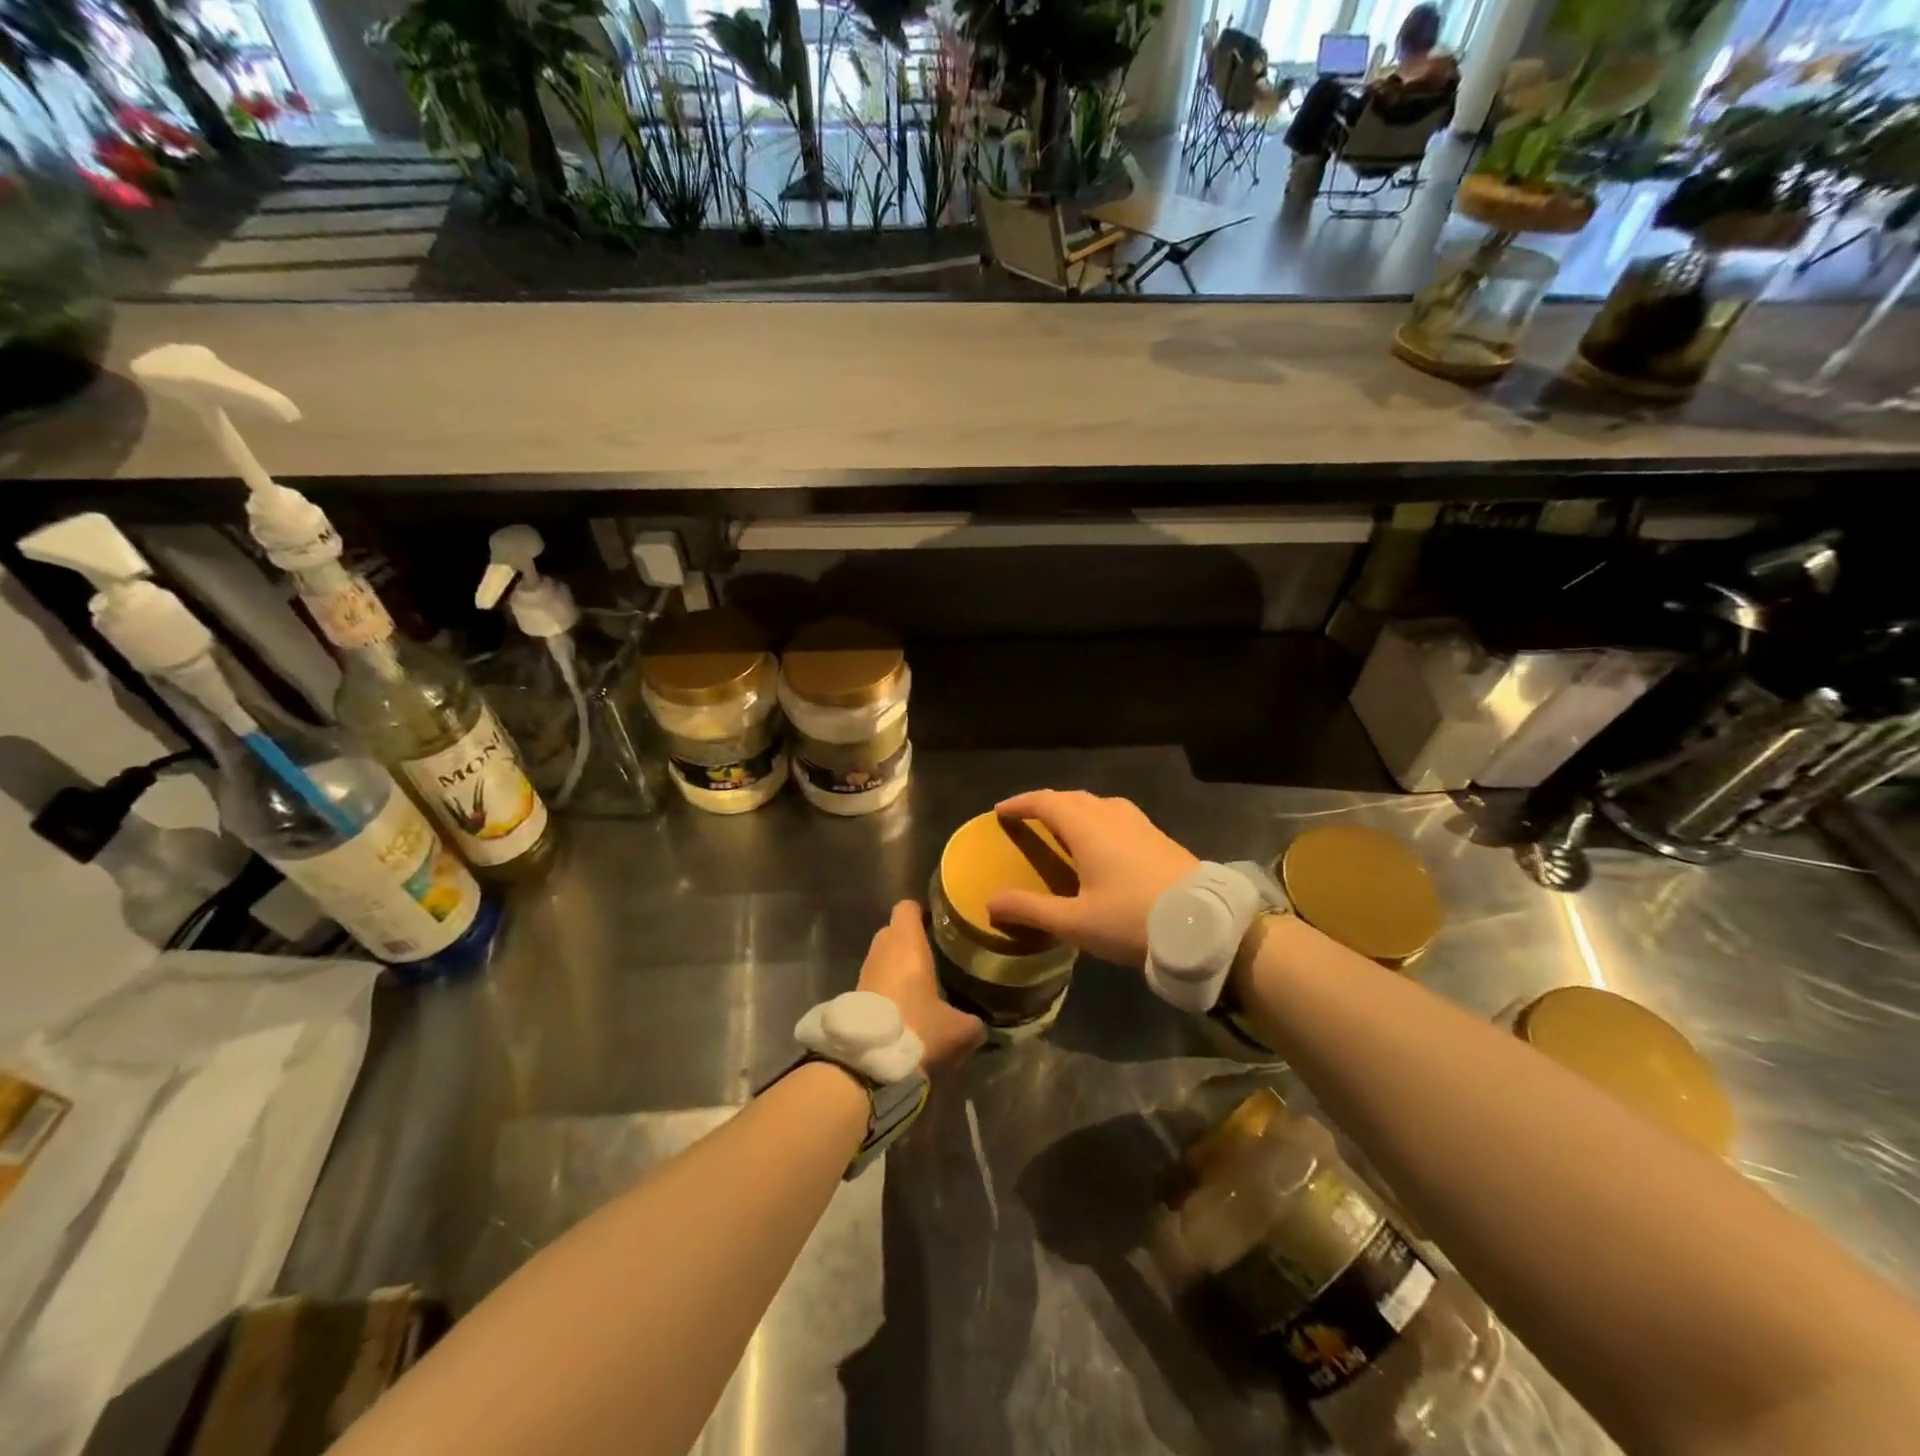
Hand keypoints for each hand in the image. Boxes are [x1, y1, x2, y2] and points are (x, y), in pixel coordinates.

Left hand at [858, 901, 984, 1072]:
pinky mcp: (855, 996)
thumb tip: (982, 1024)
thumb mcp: (960, 1030)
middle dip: (913, 939)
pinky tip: (908, 1005)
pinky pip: (876, 979)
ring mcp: (865, 972)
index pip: (907, 906)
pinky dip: (889, 986)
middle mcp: (882, 950)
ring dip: (899, 965)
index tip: (940, 922)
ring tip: (926, 981)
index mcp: (907, 943)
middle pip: (895, 931)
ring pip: (884, 956)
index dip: (922, 911)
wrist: (867, 1065)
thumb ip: (975, 1021)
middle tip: (939, 953)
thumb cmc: (917, 1029)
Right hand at [984, 790, 1198, 967]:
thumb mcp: (1075, 922)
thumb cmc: (1133, 920)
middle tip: (1027, 819)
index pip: (1047, 801)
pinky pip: (1117, 815)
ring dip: (1074, 808)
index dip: (1021, 803)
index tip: (1001, 811)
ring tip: (1062, 827)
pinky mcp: (1159, 837)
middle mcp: (1113, 816)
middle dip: (1046, 803)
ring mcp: (1140, 824)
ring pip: (1098, 803)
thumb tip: (990, 902)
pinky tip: (1102, 843)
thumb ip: (1031, 910)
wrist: (1205, 925)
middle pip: (1072, 797)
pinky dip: (1097, 818)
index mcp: (1088, 828)